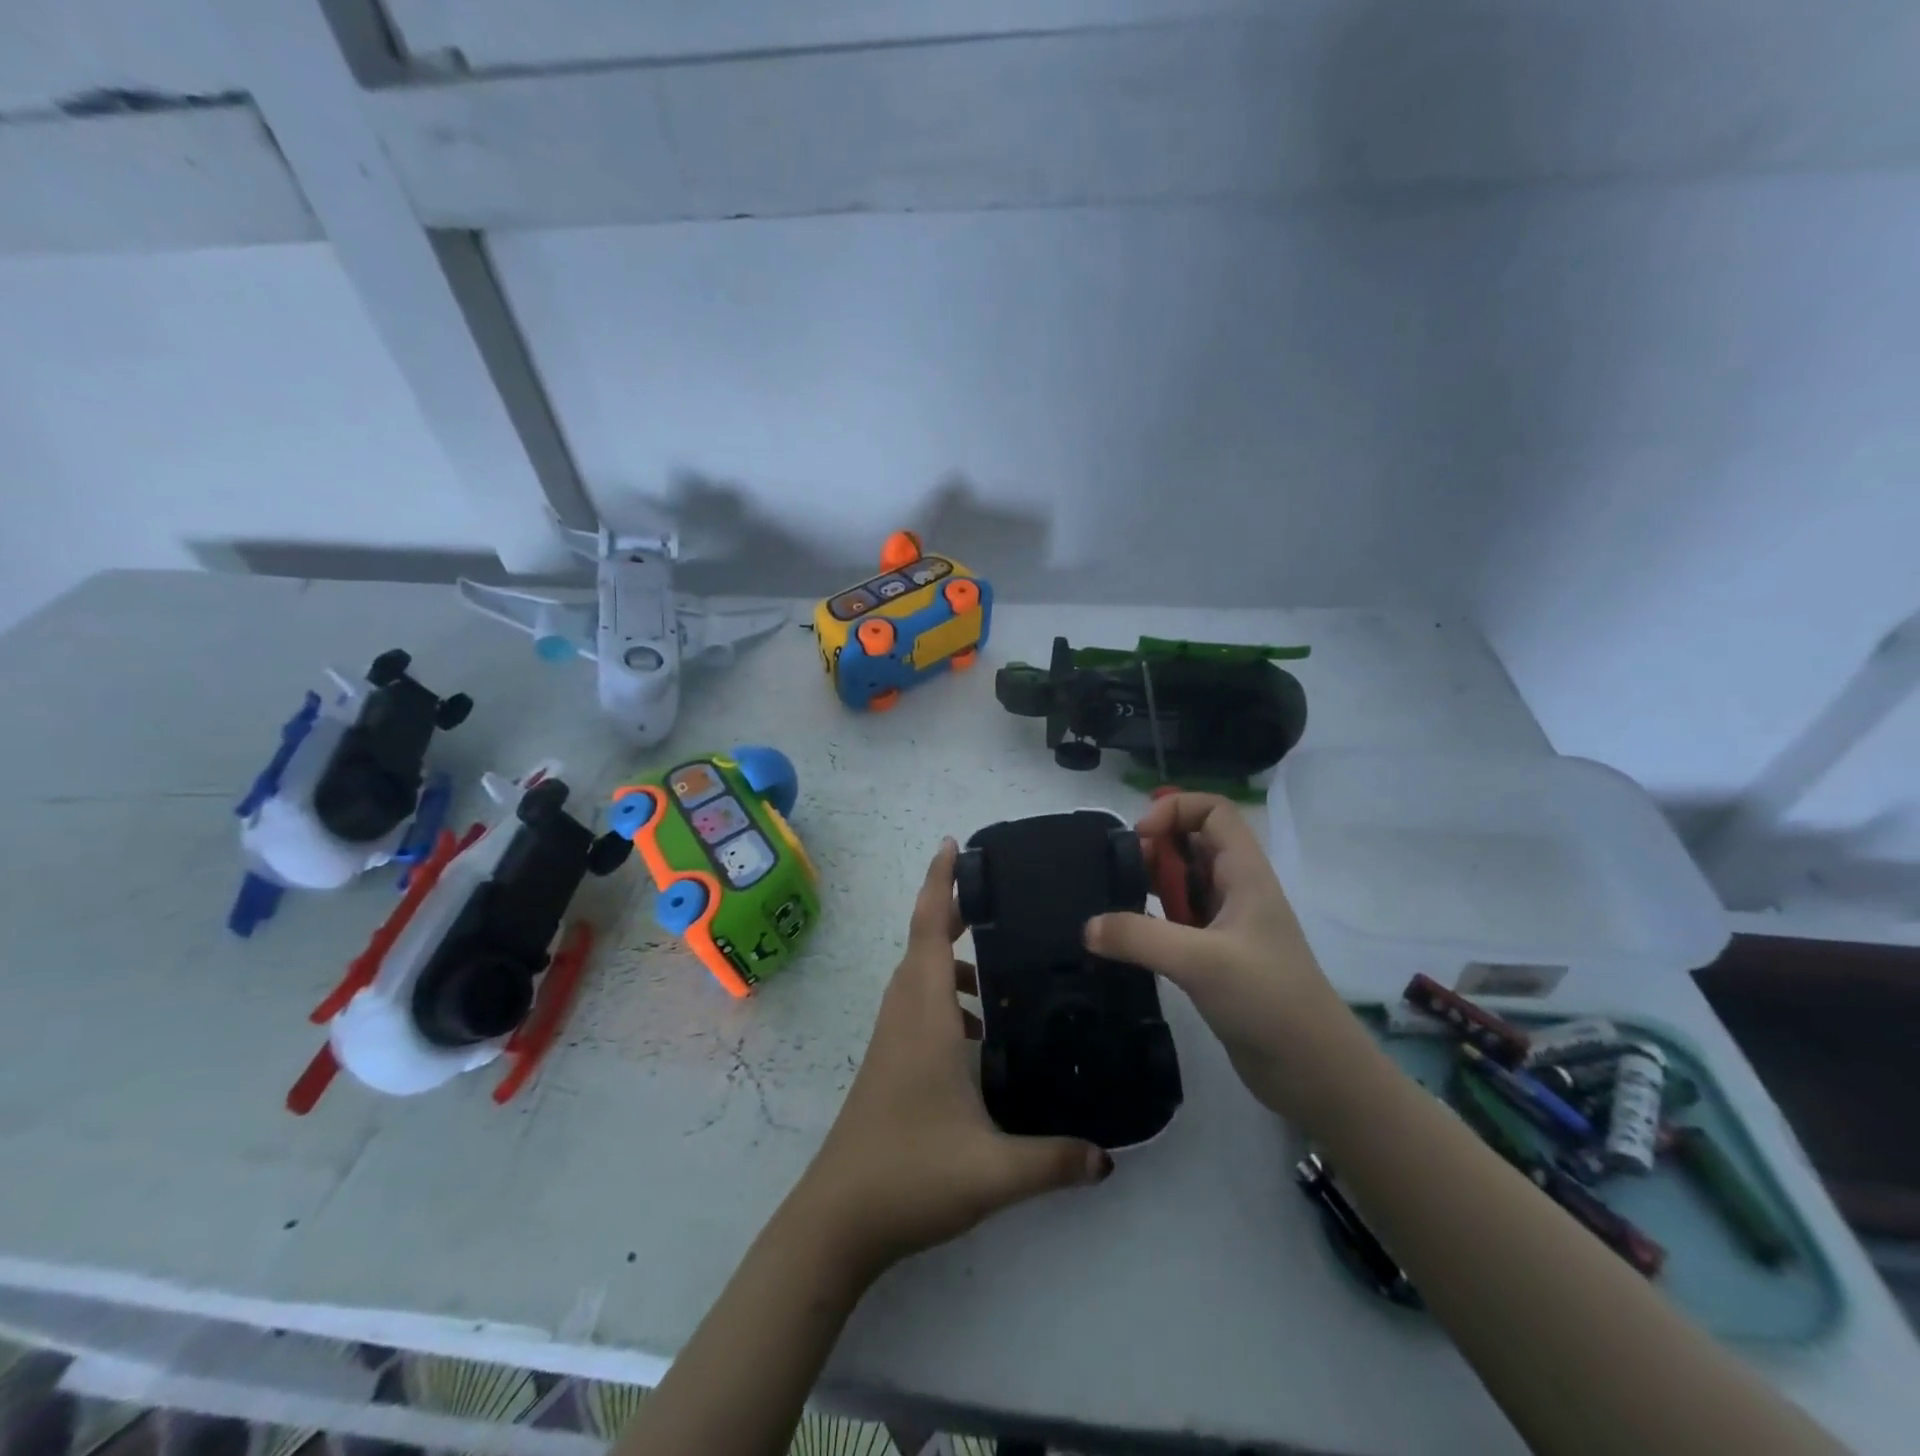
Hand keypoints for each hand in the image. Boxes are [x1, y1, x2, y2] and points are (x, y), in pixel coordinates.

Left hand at [792, 839, 1112, 1279]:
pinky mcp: (889, 1062)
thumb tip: (1109, 1157)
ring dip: (952, 962)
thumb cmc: (909, 1176)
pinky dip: (946, 1001)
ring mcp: (892, 1039)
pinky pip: (918, 1007)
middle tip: (999, 901)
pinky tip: (979, 1037)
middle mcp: (904, 1015)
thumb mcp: (993, 1171)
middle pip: (924, 944)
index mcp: (924, 1016)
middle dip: (954, 913)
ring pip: (920, 977)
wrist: (837, 1220)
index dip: (939, 884)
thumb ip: (1055, 1160)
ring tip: (1000, 976)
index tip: (953, 845)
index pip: (928, 931)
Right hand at [1085, 794, 1360, 1126]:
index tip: (1141, 839)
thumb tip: (1087, 927)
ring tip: (1117, 904)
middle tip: (1120, 874)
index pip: (1213, 811)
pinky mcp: (1216, 959)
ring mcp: (1227, 926)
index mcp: (1245, 873)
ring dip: (1150, 884)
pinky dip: (1151, 921)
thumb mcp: (1200, 961)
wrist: (1313, 1072)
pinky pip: (1178, 922)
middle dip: (1155, 847)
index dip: (1175, 810)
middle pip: (1193, 842)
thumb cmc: (1267, 999)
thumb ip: (1139, 937)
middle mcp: (1236, 891)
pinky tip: (1127, 941)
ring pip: (1183, 883)